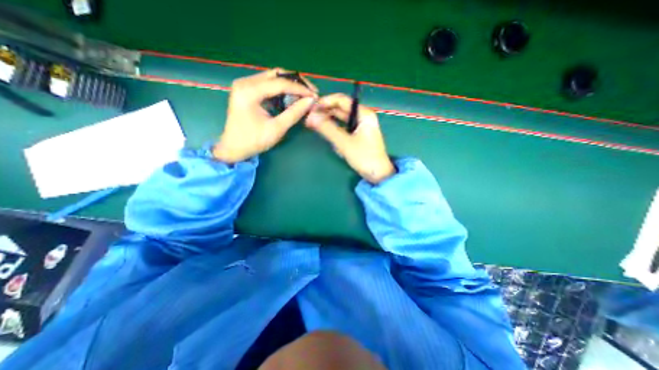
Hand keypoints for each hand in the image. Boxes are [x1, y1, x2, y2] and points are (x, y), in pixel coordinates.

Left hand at [214, 69, 318, 162]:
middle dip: (296, 82)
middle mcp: (245, 82)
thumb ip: (294, 113)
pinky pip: (269, 84)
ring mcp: (245, 84)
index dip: (300, 88)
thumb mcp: (276, 129)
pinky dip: (282, 89)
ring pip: (273, 77)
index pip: (280, 83)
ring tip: (304, 94)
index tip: (314, 95)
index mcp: (249, 91)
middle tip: (311, 92)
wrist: (233, 148)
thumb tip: (310, 101)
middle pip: (276, 74)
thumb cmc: (254, 141)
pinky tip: (292, 96)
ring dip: (290, 84)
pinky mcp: (247, 89)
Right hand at [307, 94, 391, 182]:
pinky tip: (327, 135)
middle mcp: (362, 117)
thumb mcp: (344, 143)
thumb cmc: (364, 157)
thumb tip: (310, 117)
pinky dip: (335, 130)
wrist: (378, 174)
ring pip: (341, 119)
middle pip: (340, 109)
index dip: (325, 102)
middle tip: (310, 118)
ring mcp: (360, 127)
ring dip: (328, 122)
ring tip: (314, 126)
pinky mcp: (357, 136)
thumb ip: (328, 129)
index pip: (342, 100)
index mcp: (363, 114)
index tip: (312, 108)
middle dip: (325, 112)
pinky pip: (343, 128)